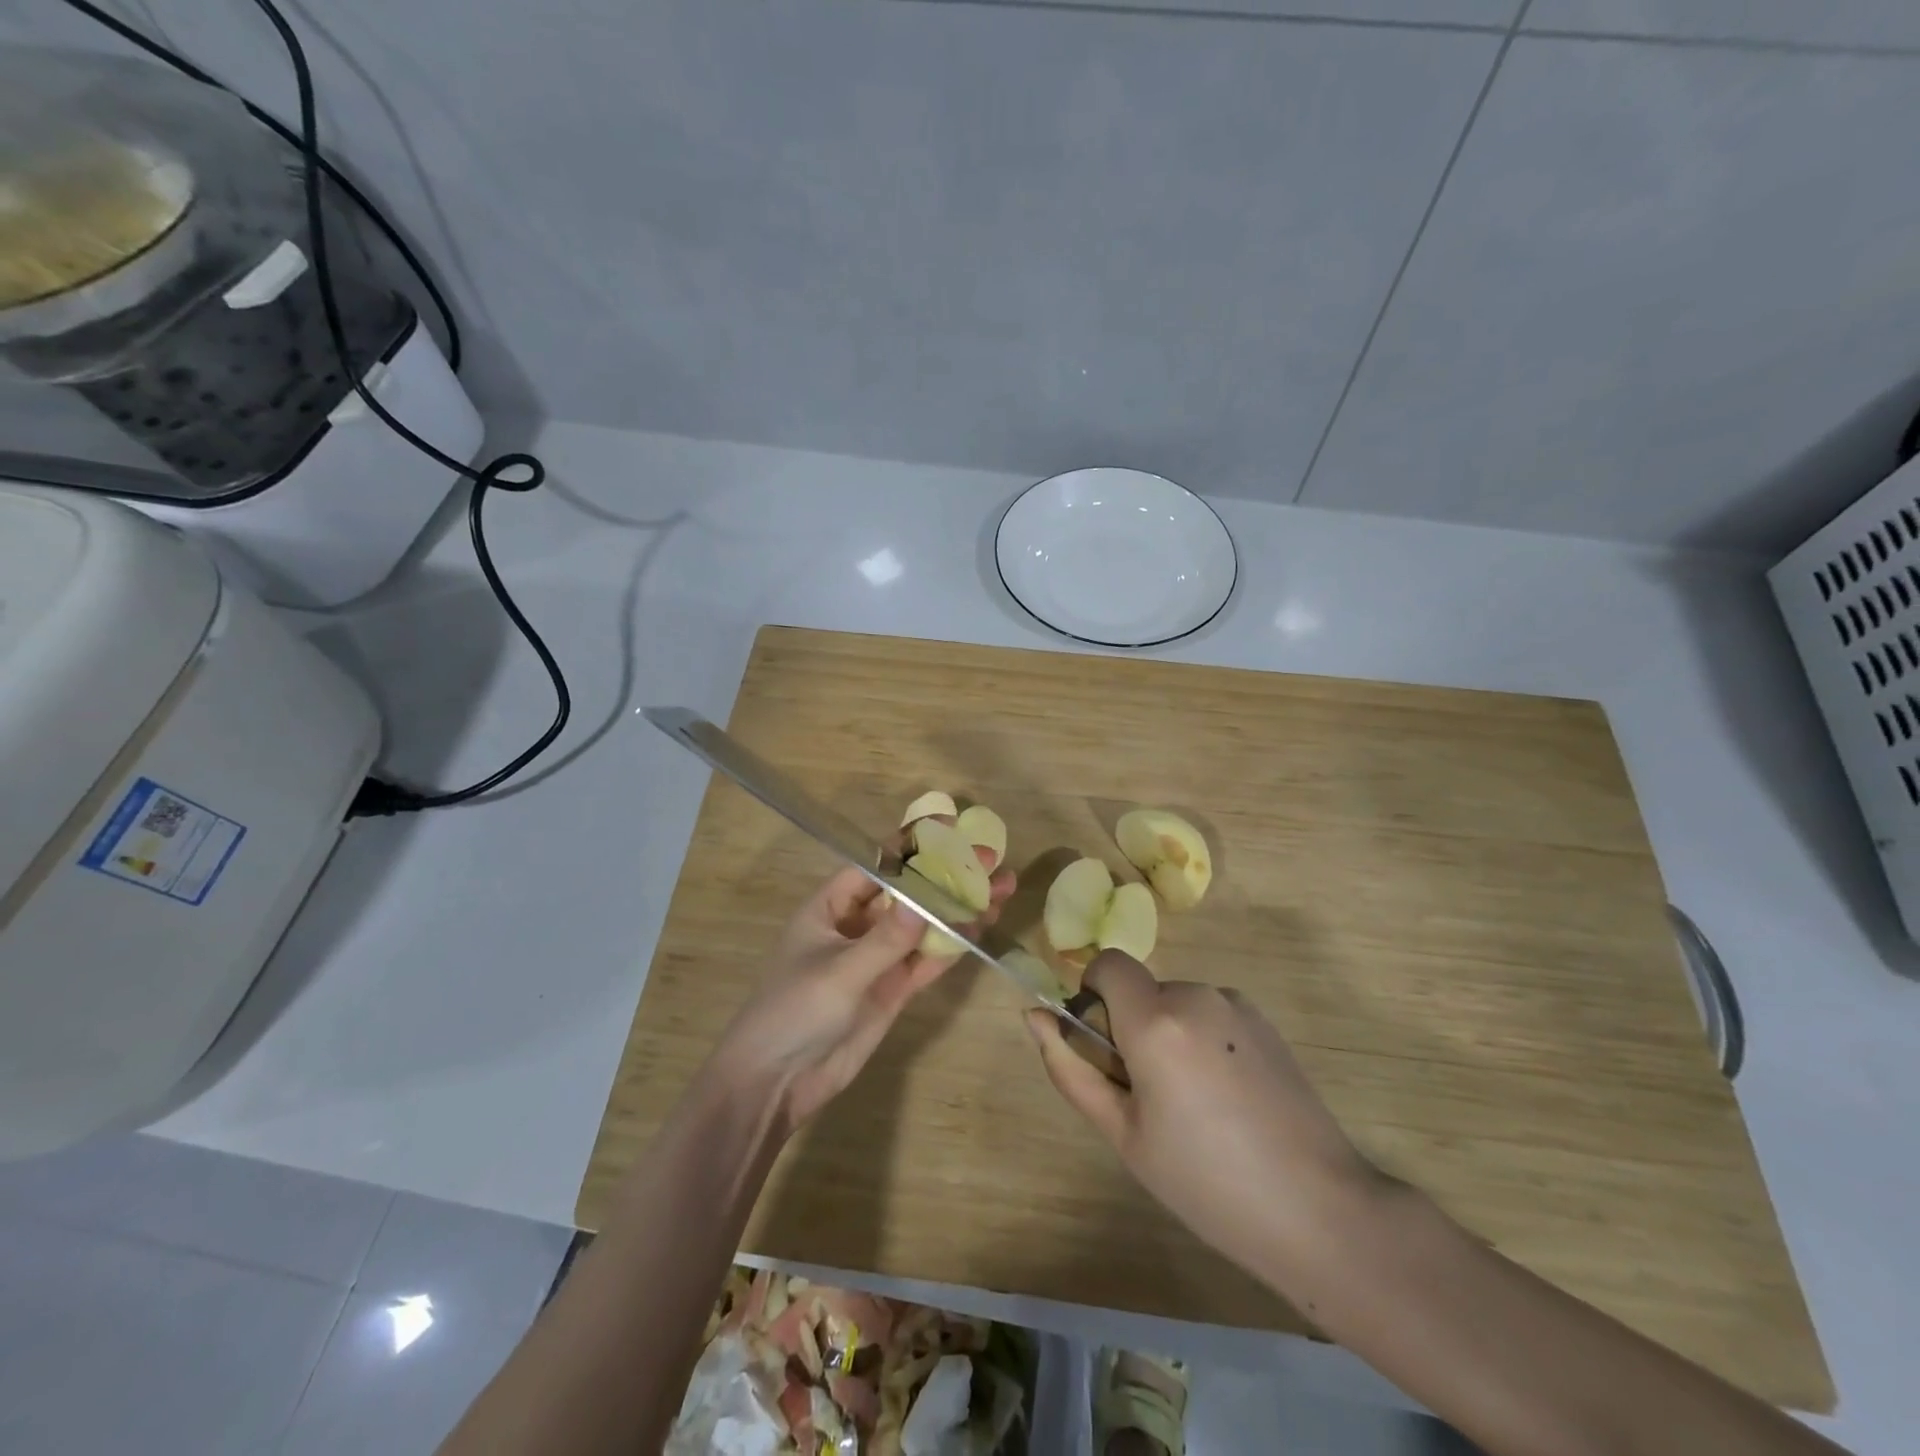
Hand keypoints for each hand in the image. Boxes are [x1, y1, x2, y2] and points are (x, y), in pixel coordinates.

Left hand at [711, 861, 1014, 1135]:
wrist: (775, 1082)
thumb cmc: (793, 1011)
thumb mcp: (839, 972)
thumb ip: (886, 939)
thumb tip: (928, 902)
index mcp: (831, 907)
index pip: (876, 865)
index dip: (910, 846)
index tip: (949, 828)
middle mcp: (857, 926)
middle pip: (908, 893)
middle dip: (946, 876)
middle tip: (990, 859)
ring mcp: (877, 959)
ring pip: (924, 926)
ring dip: (959, 909)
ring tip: (1001, 889)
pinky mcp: (892, 990)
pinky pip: (926, 960)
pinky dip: (952, 946)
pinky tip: (982, 927)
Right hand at [1026, 950, 1383, 1285]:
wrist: (1320, 1209)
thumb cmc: (1206, 1181)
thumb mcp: (1123, 1134)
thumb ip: (1071, 1068)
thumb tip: (1034, 1017)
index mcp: (1155, 1020)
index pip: (1107, 964)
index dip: (1094, 996)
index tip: (1106, 1050)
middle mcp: (1195, 995)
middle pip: (1140, 990)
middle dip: (1132, 1027)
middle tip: (1150, 1098)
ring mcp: (1236, 1004)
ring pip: (1175, 1004)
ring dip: (1168, 1035)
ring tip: (1195, 1106)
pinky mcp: (1265, 1021)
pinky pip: (1210, 1014)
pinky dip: (1202, 1040)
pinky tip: (1229, 1100)